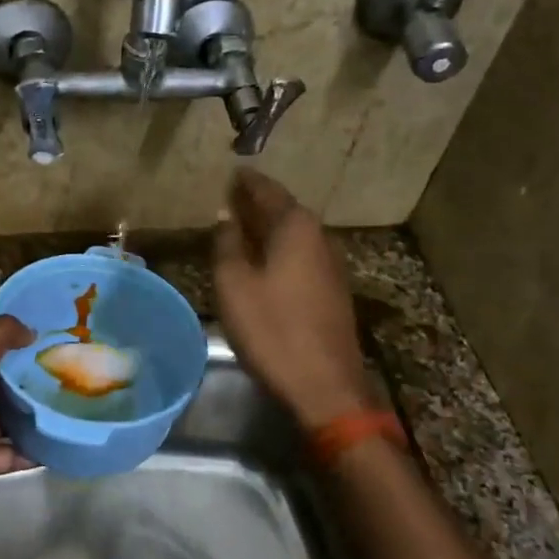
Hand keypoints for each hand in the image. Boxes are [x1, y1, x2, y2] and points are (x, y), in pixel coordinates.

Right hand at [214, 170, 374, 430]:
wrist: (325, 385)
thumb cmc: (272, 329)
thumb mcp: (234, 284)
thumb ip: (227, 244)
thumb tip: (226, 217)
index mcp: (295, 227)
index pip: (266, 190)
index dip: (245, 182)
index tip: (229, 173)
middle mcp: (318, 237)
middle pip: (283, 210)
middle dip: (256, 202)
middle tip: (230, 196)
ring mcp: (330, 264)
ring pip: (293, 233)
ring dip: (267, 227)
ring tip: (240, 225)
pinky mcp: (332, 289)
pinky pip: (300, 254)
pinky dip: (279, 248)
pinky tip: (262, 259)